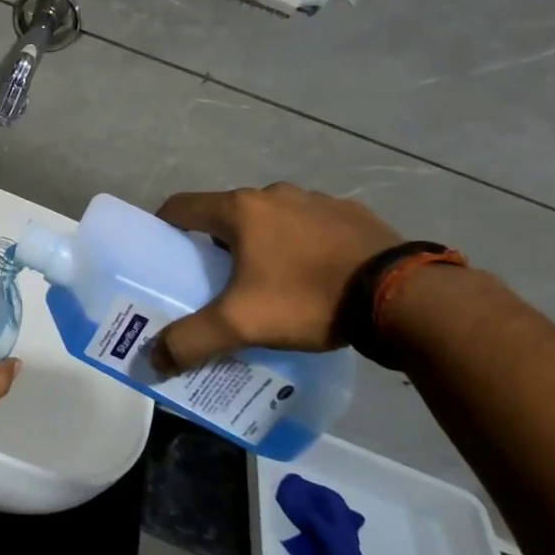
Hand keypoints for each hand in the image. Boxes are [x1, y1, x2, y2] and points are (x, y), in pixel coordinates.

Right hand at [152, 185, 403, 366]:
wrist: (403, 296)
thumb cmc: (308, 299)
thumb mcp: (241, 324)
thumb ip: (191, 340)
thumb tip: (151, 359)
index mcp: (240, 210)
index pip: (182, 206)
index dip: (164, 227)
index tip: (161, 253)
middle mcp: (274, 195)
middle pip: (226, 214)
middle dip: (214, 242)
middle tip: (214, 279)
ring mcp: (316, 201)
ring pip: (270, 219)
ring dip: (260, 242)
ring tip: (267, 282)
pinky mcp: (351, 214)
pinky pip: (310, 226)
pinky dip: (301, 244)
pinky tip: (314, 277)